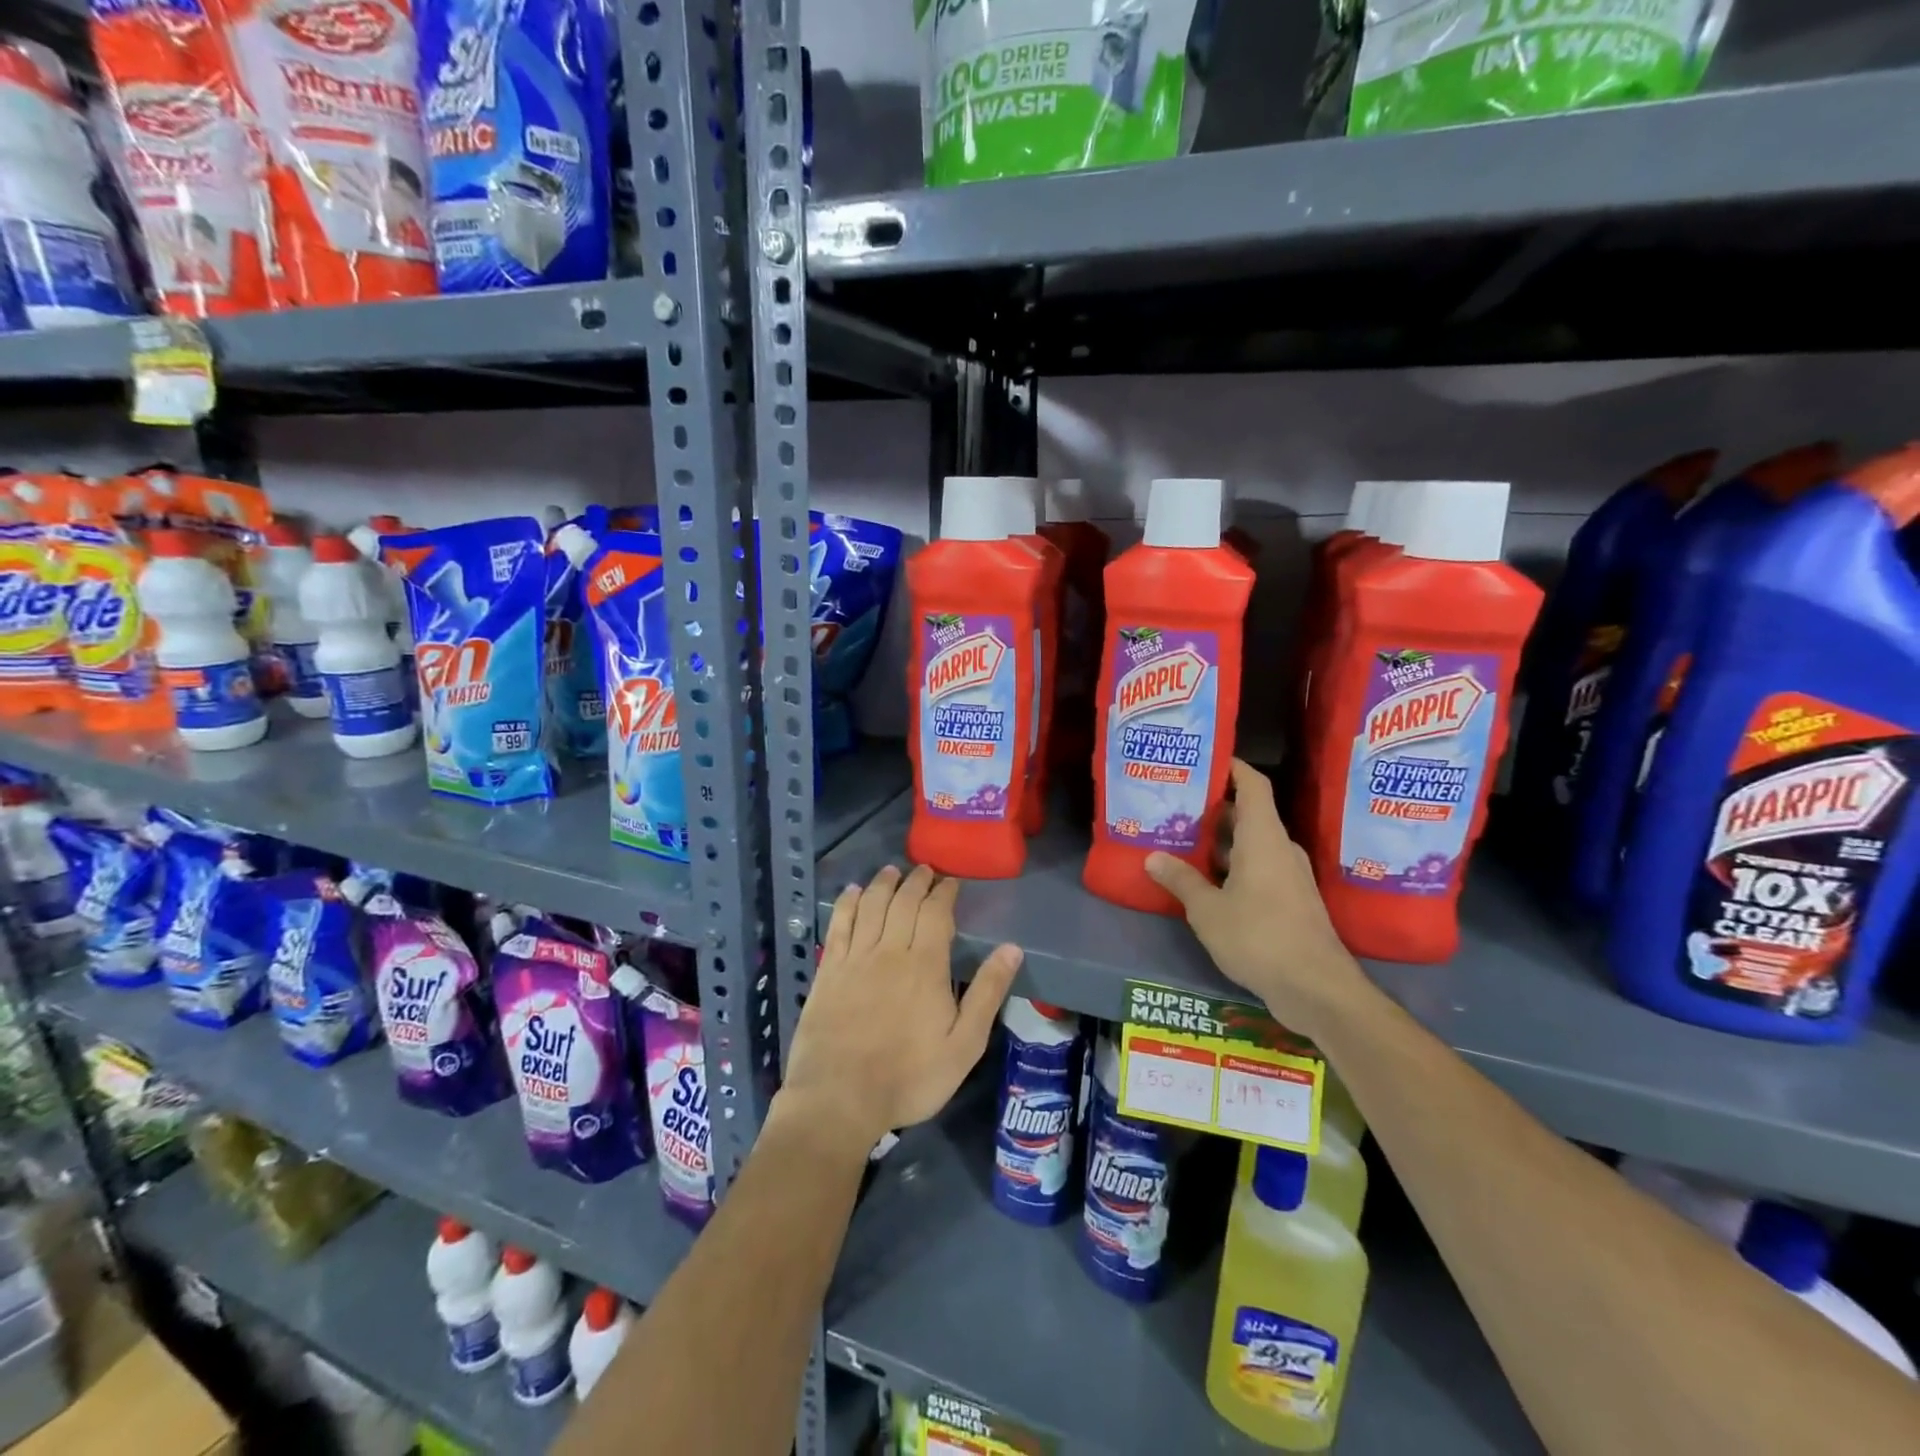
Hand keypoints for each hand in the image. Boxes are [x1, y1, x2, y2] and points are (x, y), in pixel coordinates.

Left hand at [781, 865, 1021, 1149]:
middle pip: (903, 902)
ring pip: (871, 906)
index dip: (944, 892)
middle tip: (925, 870)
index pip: (936, 913)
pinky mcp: (828, 970)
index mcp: (925, 965)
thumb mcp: (964, 1045)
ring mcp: (855, 958)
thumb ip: (988, 993)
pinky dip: (847, 904)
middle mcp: (889, 951)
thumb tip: (1012, 948)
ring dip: (883, 884)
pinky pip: (839, 925)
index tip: (951, 882)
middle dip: (917, 882)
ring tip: (892, 871)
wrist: (839, 1098)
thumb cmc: (909, 1077)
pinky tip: (852, 892)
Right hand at [1145, 759, 1365, 1040]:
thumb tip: (1152, 857)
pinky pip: (1258, 869)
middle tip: (1176, 805)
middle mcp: (1280, 849)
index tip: (1204, 758)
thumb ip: (1181, 880)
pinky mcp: (1291, 902)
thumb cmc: (1260, 938)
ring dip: (1220, 842)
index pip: (1253, 785)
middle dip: (1213, 808)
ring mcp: (1289, 876)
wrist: (1317, 989)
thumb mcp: (1208, 910)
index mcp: (1263, 838)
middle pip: (1248, 814)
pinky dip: (1232, 867)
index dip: (1232, 767)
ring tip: (1182, 840)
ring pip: (1252, 845)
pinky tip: (1205, 881)